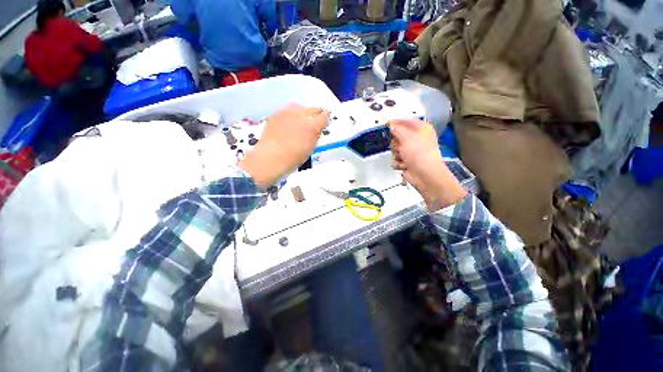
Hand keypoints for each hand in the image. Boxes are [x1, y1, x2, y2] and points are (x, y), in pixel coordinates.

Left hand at [240, 104, 328, 188]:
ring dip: (303, 113)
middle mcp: (301, 114)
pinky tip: (287, 124)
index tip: (325, 121)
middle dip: (316, 114)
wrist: (271, 156)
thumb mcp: (311, 147)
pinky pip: (287, 111)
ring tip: (300, 121)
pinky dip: (290, 116)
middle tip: (314, 122)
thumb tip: (318, 127)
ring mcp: (287, 112)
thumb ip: (316, 134)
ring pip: (300, 107)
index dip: (326, 118)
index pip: (324, 116)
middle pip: (313, 109)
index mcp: (312, 125)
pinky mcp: (276, 113)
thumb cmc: (294, 157)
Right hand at [390, 120, 466, 210]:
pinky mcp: (409, 161)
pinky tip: (404, 164)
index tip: (386, 124)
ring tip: (402, 157)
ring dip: (397, 153)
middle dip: (396, 142)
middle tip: (398, 145)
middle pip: (399, 136)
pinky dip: (399, 161)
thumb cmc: (418, 153)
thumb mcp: (406, 137)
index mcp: (422, 128)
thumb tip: (391, 125)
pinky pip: (398, 158)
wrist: (425, 174)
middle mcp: (418, 138)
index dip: (396, 122)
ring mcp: (413, 151)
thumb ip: (397, 129)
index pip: (407, 121)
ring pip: (396, 148)